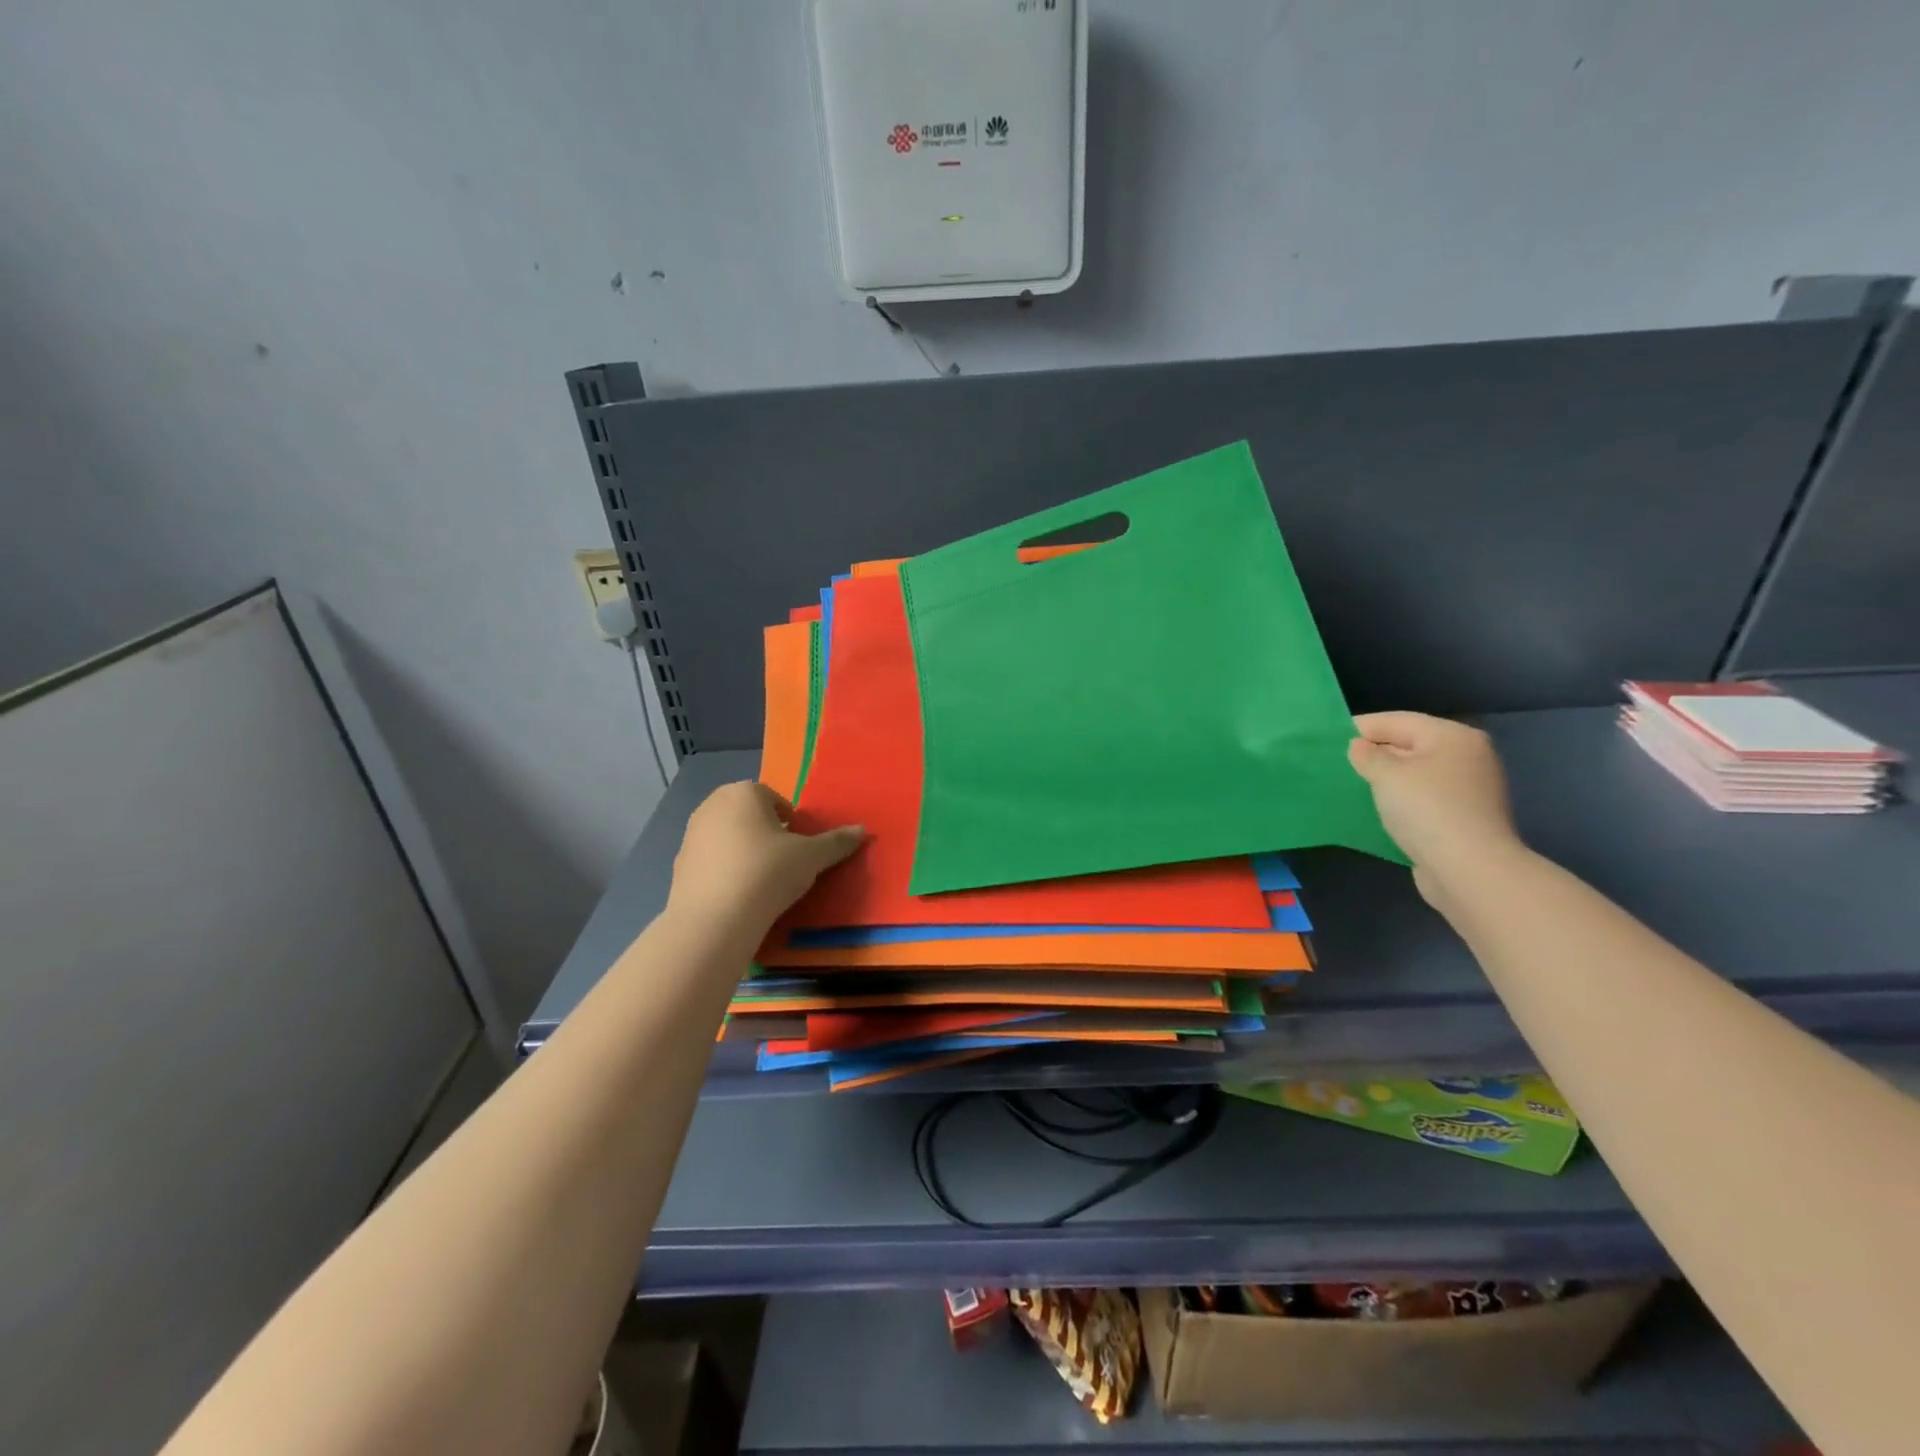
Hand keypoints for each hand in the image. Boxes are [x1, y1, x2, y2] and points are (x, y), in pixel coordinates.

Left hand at [666, 781, 864, 933]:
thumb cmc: (767, 872)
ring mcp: (691, 835)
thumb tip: (862, 830)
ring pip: (728, 838)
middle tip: (785, 863)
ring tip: (763, 882)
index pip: (774, 799)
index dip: (791, 823)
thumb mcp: (811, 857)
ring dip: (745, 852)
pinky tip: (740, 896)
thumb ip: (836, 842)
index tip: (800, 848)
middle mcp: (712, 805)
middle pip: (749, 816)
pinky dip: (726, 872)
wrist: (715, 919)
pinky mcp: (678, 866)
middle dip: (766, 834)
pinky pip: (712, 862)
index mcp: (744, 792)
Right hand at [1348, 712, 1522, 905]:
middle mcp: (1467, 757)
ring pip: (1416, 773)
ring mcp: (1469, 789)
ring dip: (1387, 778)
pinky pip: (1423, 798)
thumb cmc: (1426, 809)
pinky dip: (1400, 799)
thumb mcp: (1386, 774)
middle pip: (1410, 745)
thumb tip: (1360, 747)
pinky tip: (1378, 807)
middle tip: (1338, 761)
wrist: (1468, 869)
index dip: (1361, 727)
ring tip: (1353, 784)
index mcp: (1453, 736)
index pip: (1398, 720)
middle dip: (1375, 752)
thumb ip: (1367, 755)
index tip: (1328, 736)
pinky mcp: (1464, 817)